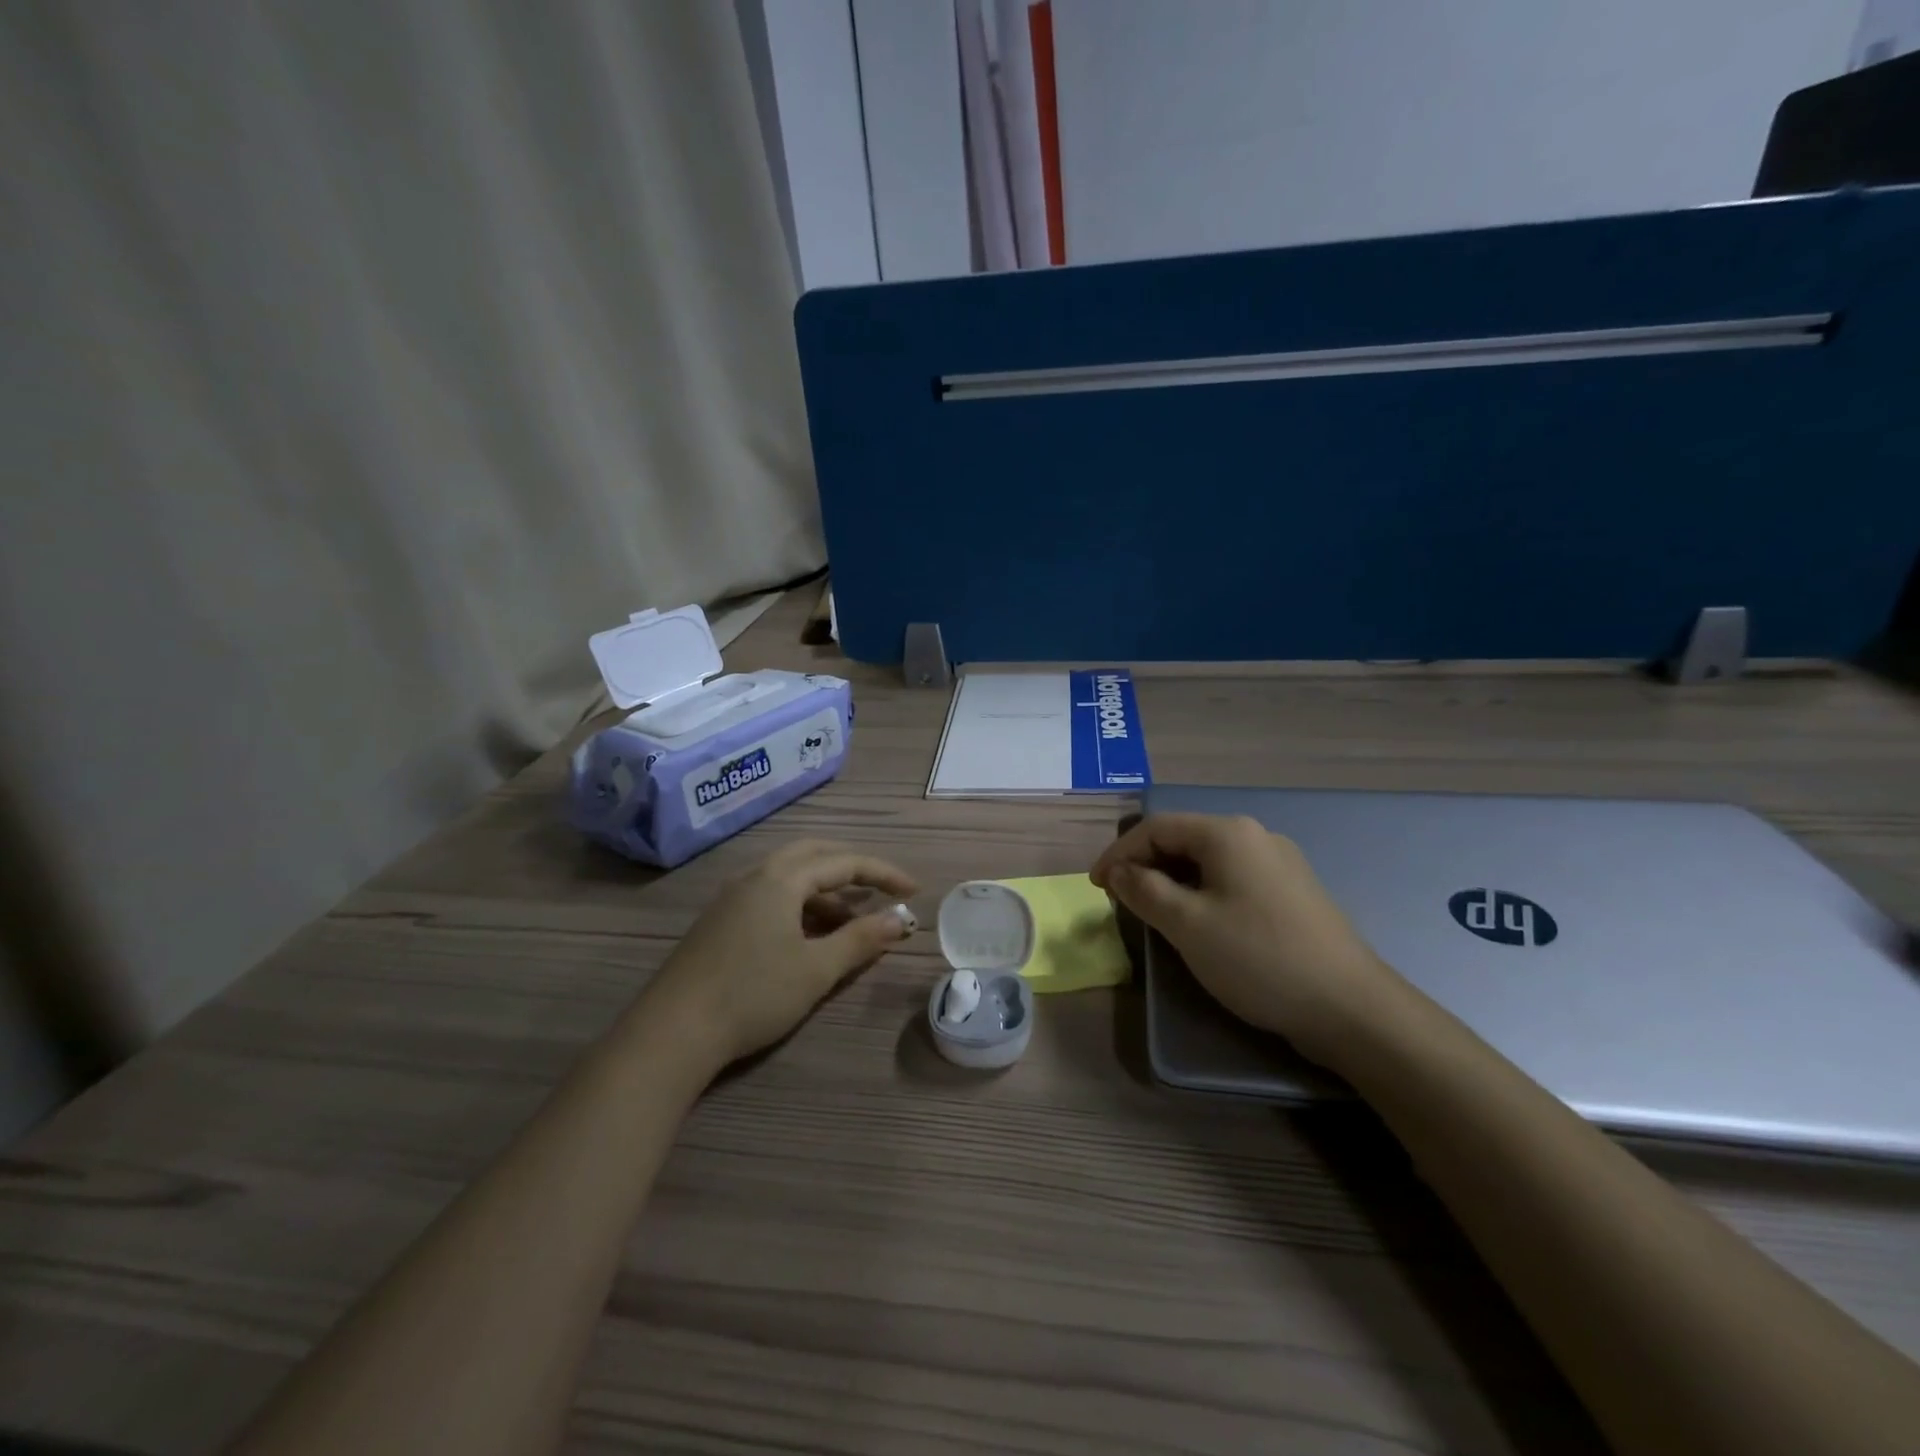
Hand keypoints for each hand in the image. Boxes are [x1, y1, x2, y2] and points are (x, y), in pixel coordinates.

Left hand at [642, 840, 917, 1069]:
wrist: (672, 1032)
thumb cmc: (753, 995)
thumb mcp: (816, 970)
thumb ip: (862, 939)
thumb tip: (901, 919)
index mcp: (781, 879)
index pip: (844, 862)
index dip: (883, 874)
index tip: (913, 890)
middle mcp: (755, 876)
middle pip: (813, 854)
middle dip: (851, 867)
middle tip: (881, 886)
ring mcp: (732, 897)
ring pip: (789, 876)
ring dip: (825, 889)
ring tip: (850, 918)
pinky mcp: (719, 921)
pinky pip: (770, 895)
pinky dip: (800, 903)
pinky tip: (807, 935)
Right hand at [1090, 813, 1409, 1064]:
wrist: (1350, 1007)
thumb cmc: (1258, 957)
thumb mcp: (1187, 924)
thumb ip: (1144, 890)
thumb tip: (1119, 872)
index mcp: (1228, 833)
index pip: (1156, 827)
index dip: (1119, 853)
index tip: (1096, 886)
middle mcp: (1255, 836)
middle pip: (1183, 839)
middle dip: (1145, 865)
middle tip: (1122, 900)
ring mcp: (1280, 863)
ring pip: (1208, 861)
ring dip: (1173, 881)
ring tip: (1154, 912)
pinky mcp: (1294, 892)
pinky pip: (1233, 879)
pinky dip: (1203, 893)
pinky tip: (1200, 923)